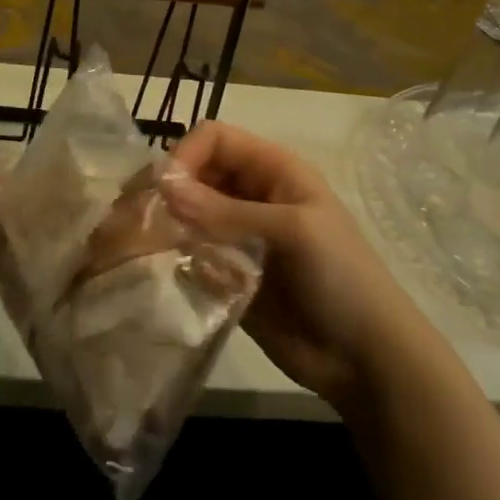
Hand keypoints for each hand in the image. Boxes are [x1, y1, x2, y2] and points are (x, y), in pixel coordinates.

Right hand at [164, 121, 411, 412]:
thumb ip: (226, 211)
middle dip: (165, 191)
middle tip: (132, 218)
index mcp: (273, 170)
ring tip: (136, 247)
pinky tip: (159, 272)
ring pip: (186, 215)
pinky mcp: (226, 273)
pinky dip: (172, 258)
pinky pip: (189, 254)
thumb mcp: (292, 232)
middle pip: (194, 175)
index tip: (162, 191)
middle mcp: (250, 195)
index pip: (214, 140)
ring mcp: (237, 236)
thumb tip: (163, 187)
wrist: (366, 358)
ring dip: (162, 226)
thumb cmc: (341, 277)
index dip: (185, 155)